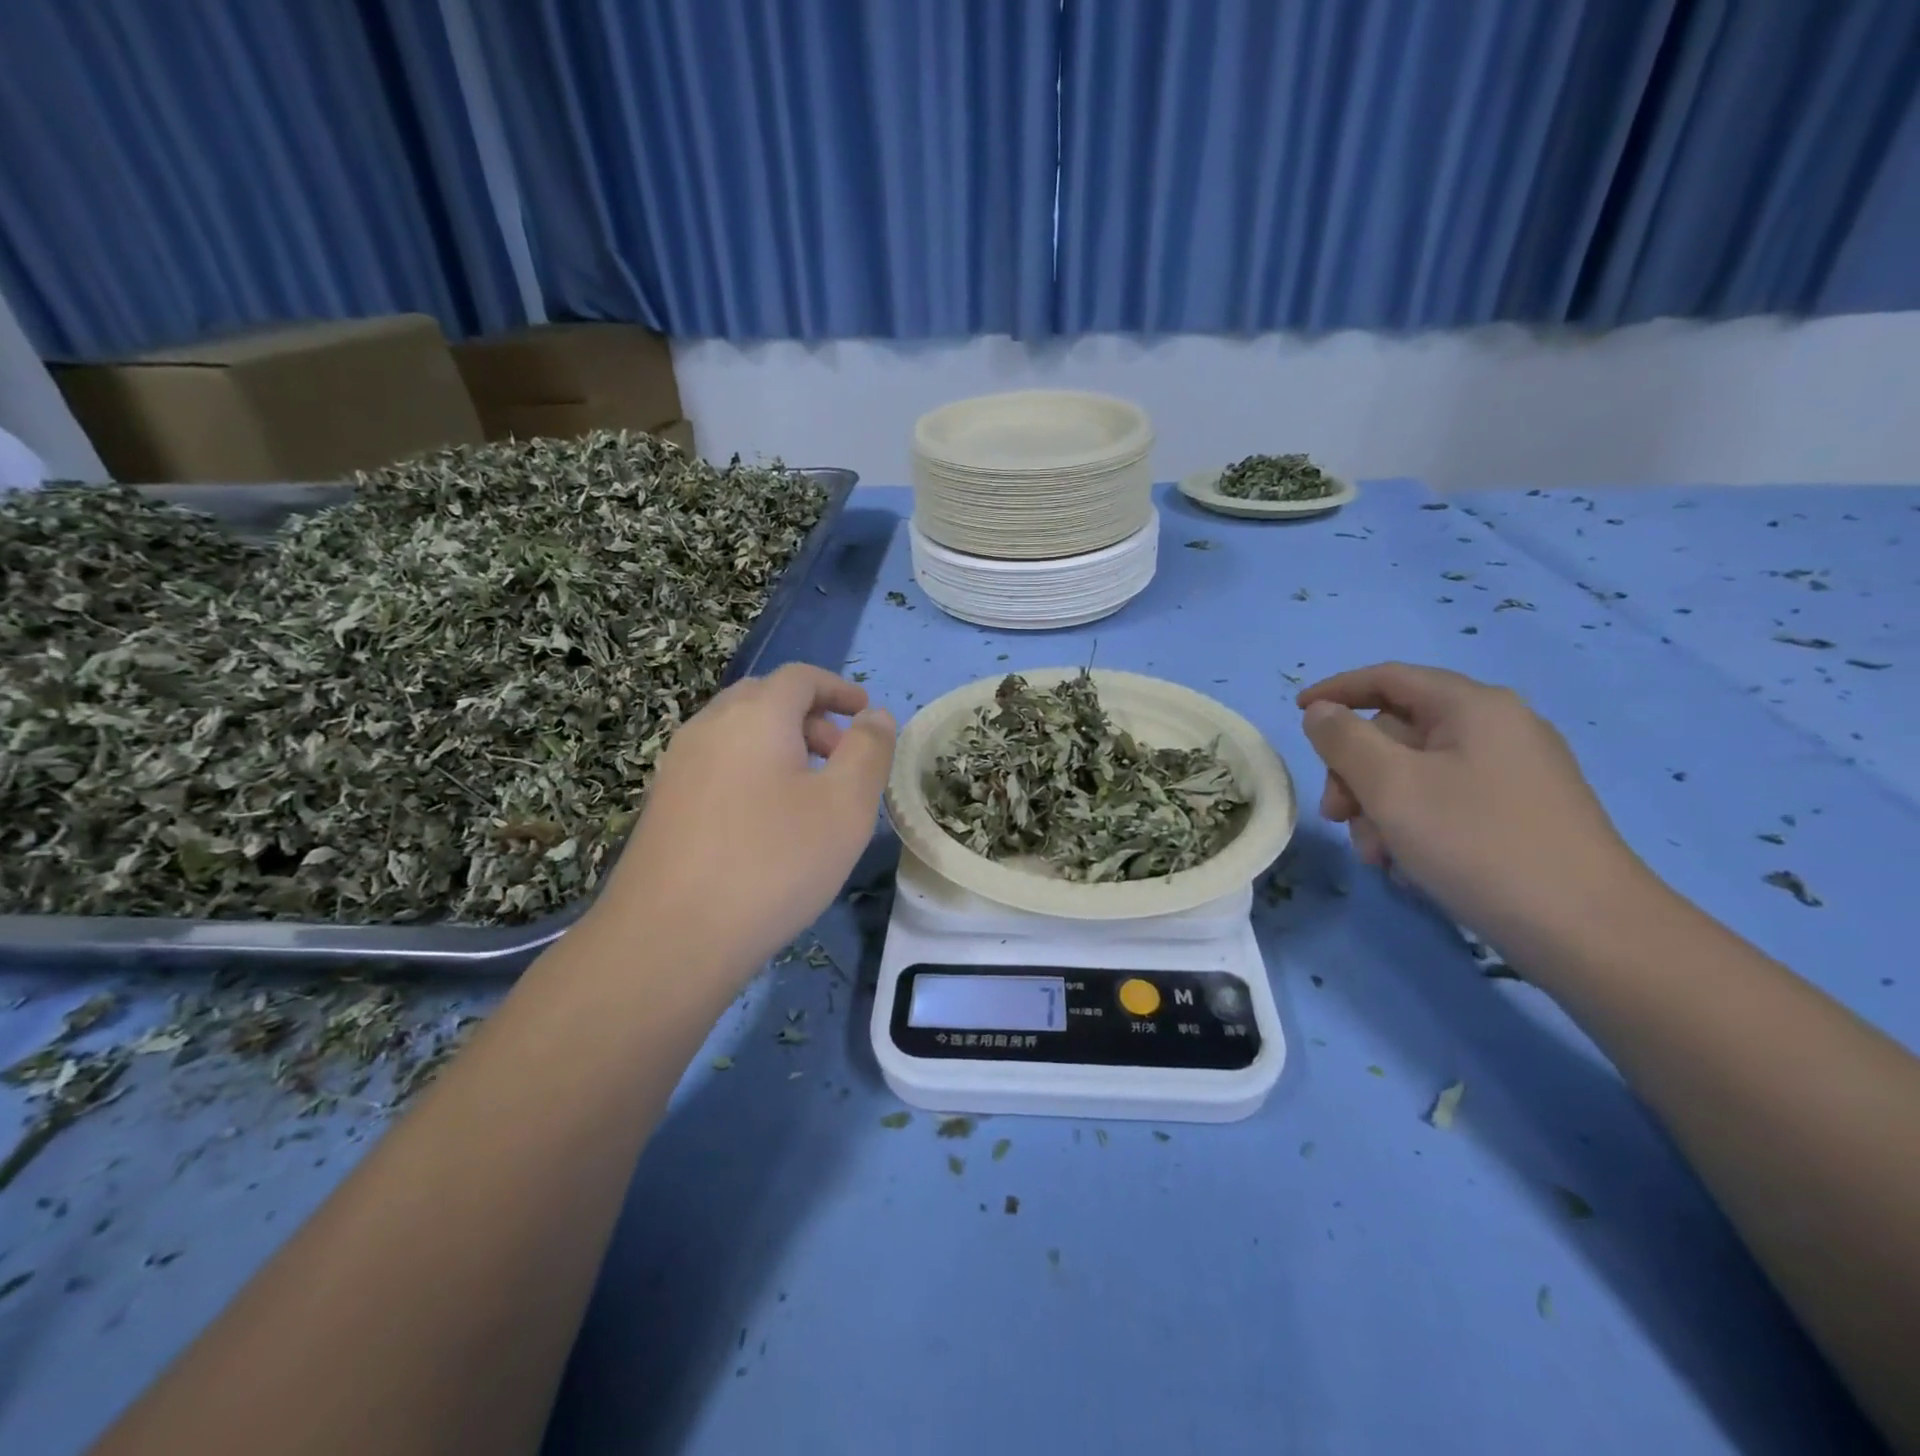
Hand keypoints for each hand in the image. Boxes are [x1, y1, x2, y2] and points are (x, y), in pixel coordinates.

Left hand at [594, 664, 895, 976]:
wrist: (669, 938)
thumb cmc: (773, 863)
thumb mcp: (845, 806)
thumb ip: (869, 751)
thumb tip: (875, 716)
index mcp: (754, 715)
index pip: (800, 677)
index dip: (838, 688)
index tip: (865, 712)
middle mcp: (708, 727)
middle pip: (765, 700)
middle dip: (811, 718)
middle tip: (842, 756)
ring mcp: (677, 766)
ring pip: (738, 735)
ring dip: (781, 746)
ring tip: (810, 793)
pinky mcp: (663, 805)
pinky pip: (718, 766)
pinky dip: (752, 771)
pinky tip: (767, 822)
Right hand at [1296, 663, 1650, 948]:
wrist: (1587, 931)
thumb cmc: (1477, 843)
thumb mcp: (1391, 786)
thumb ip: (1343, 740)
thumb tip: (1321, 713)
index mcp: (1473, 707)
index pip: (1389, 678)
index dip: (1336, 691)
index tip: (1296, 713)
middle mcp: (1497, 729)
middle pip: (1397, 732)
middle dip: (1355, 772)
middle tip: (1335, 816)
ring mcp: (1514, 773)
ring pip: (1416, 773)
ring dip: (1379, 808)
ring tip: (1376, 855)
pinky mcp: (1521, 814)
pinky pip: (1445, 801)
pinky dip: (1413, 824)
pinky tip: (1407, 865)